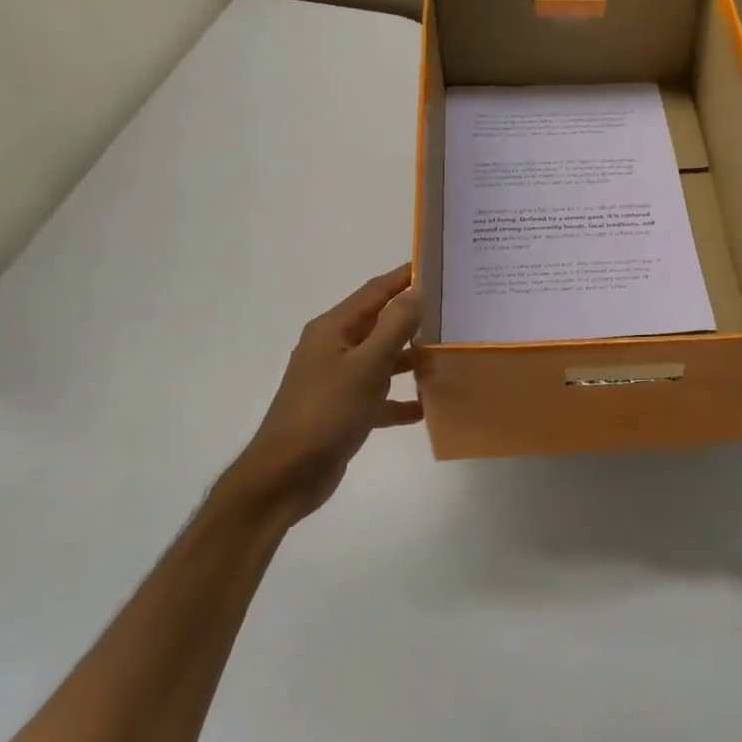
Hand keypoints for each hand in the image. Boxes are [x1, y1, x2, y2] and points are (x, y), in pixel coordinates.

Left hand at [215, 265, 424, 523]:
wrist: (286, 475)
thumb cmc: (325, 413)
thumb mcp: (365, 367)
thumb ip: (393, 327)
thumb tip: (416, 291)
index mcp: (333, 330)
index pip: (374, 292)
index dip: (403, 278)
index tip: (437, 266)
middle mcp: (334, 348)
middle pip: (380, 324)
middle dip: (414, 318)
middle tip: (454, 311)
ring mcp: (338, 381)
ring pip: (382, 360)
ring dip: (411, 359)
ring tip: (448, 356)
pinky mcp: (344, 410)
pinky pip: (379, 397)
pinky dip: (400, 400)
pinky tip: (427, 407)